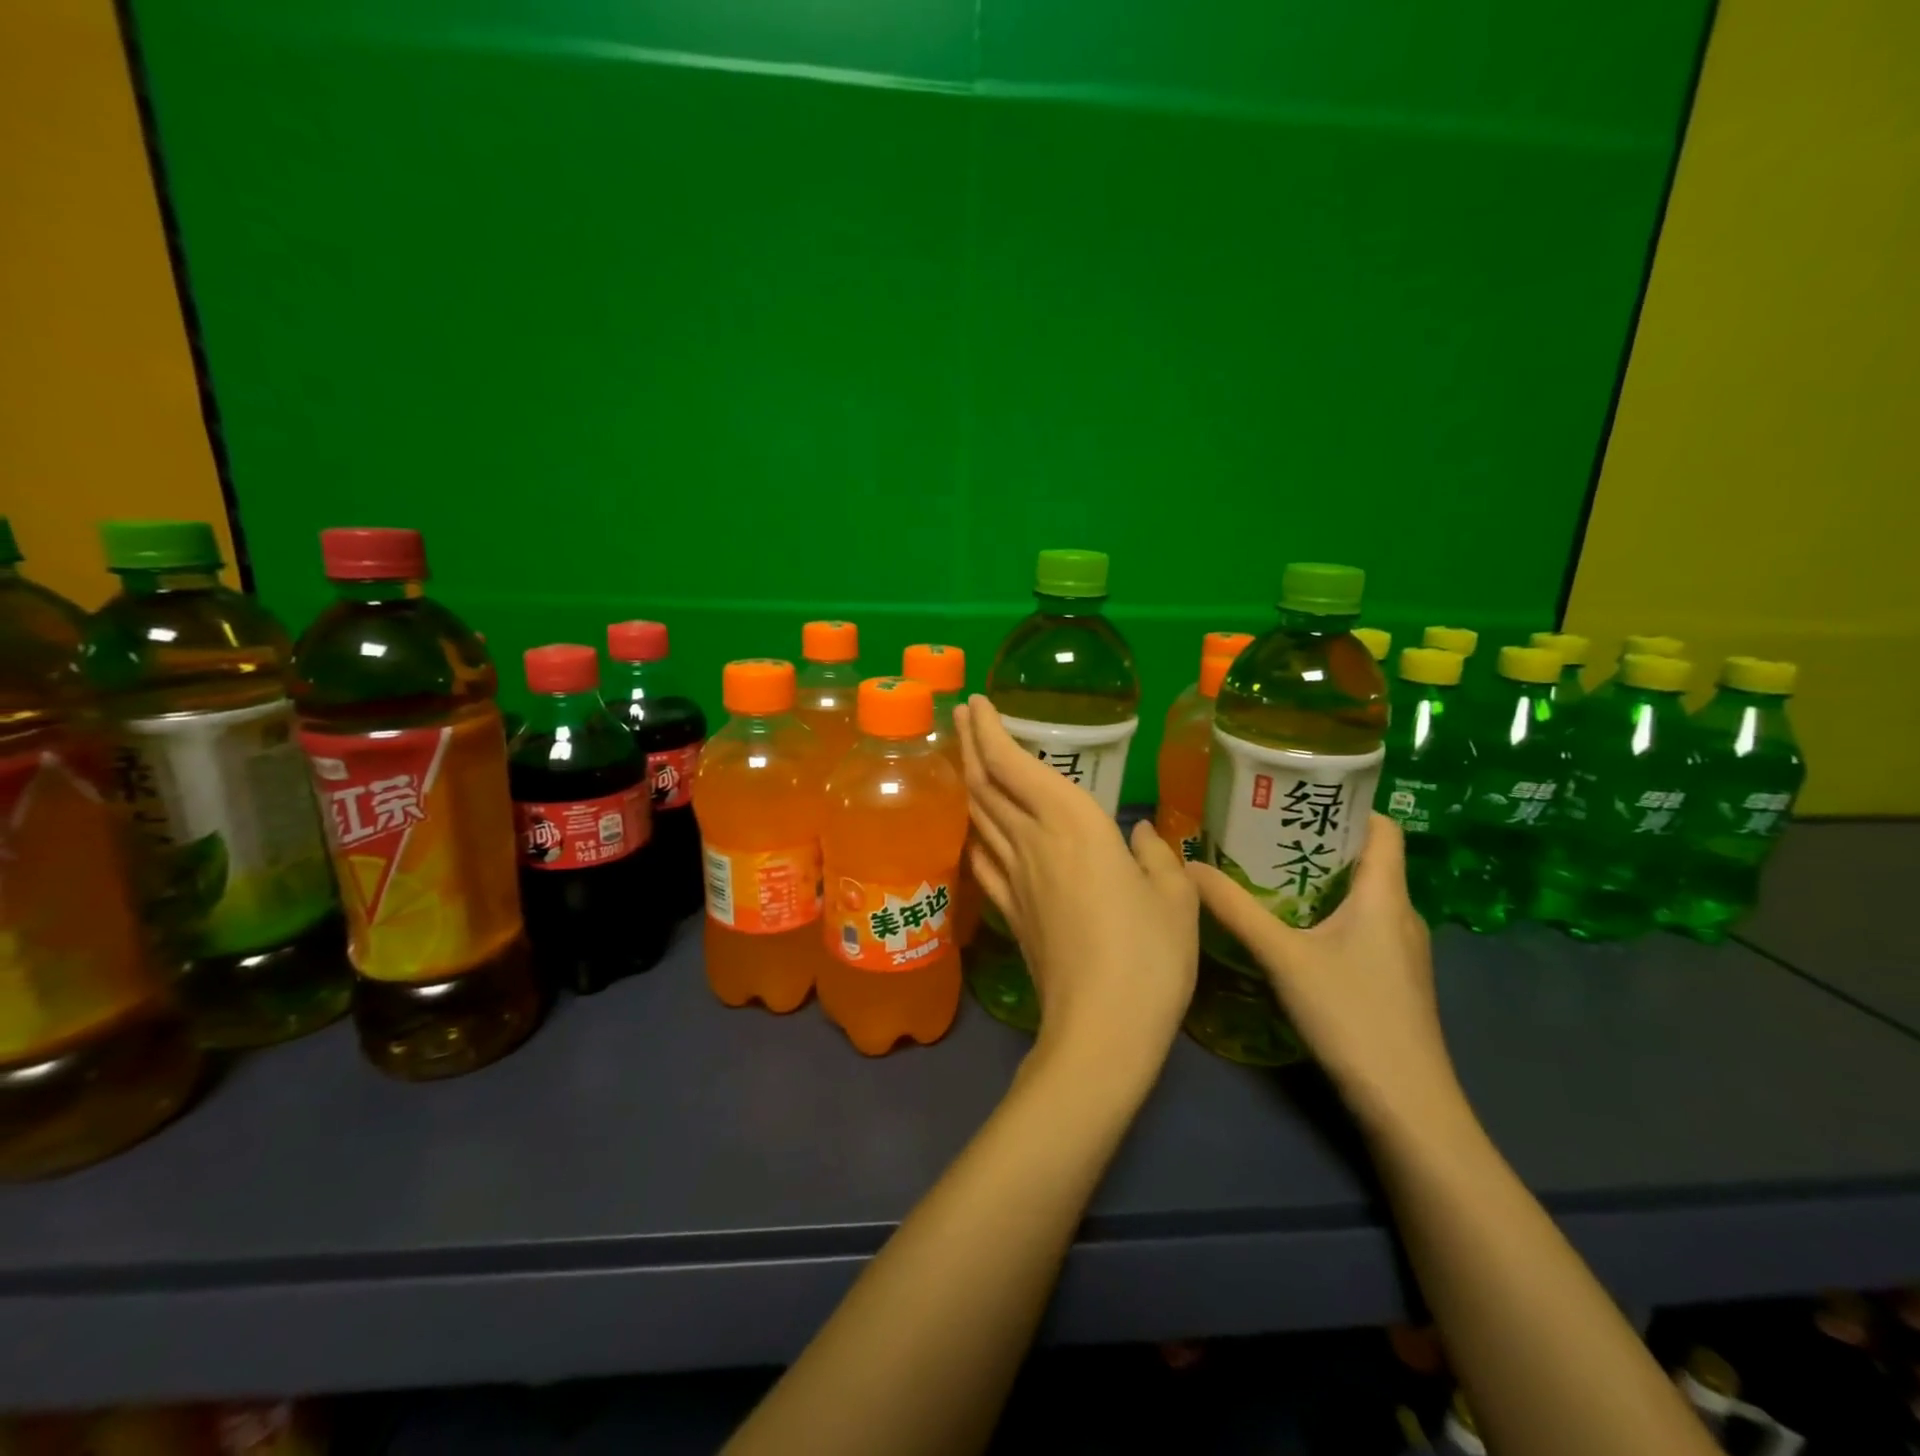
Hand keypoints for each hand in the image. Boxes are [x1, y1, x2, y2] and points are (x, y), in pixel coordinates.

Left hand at [954, 697, 1196, 1089]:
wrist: (1101, 1029)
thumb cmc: (1149, 956)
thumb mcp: (1176, 898)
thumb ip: (1157, 856)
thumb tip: (1138, 836)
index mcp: (1074, 825)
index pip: (1016, 765)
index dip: (991, 730)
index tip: (975, 703)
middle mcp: (1033, 842)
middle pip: (987, 784)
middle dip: (970, 744)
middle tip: (959, 716)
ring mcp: (1014, 879)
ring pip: (979, 817)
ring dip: (969, 781)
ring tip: (966, 759)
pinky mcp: (1009, 912)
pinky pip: (981, 858)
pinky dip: (975, 832)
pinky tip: (976, 830)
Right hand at [1187, 814, 1464, 1135]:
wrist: (1406, 1104)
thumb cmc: (1352, 1016)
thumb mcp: (1284, 958)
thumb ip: (1236, 910)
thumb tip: (1189, 868)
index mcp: (1386, 896)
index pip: (1383, 827)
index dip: (1349, 805)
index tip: (1299, 795)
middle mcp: (1400, 915)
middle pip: (1366, 859)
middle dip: (1317, 840)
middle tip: (1263, 830)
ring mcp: (1399, 950)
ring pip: (1361, 896)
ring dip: (1318, 879)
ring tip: (1265, 871)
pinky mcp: (1391, 978)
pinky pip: (1359, 926)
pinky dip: (1325, 913)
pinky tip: (1288, 928)